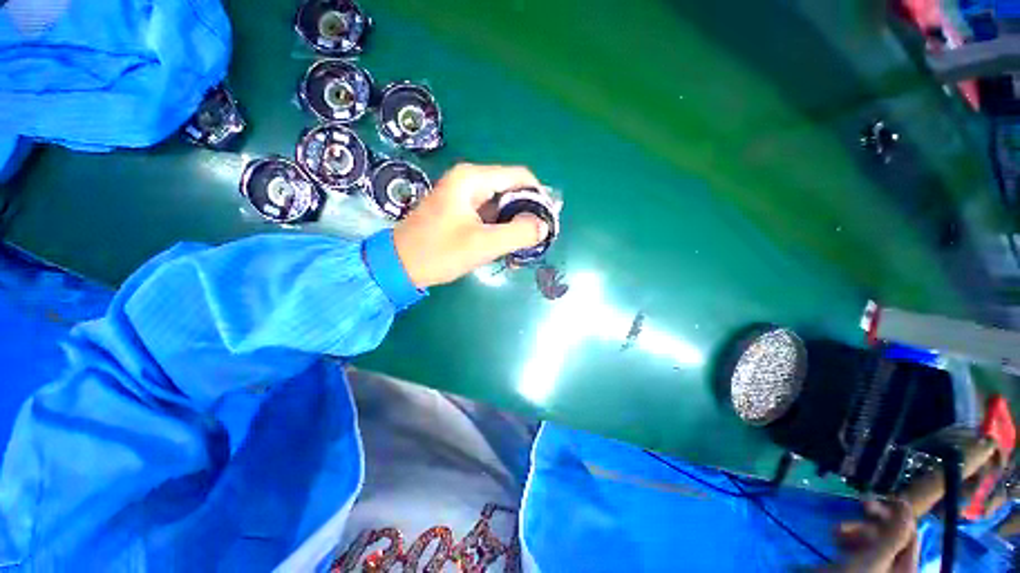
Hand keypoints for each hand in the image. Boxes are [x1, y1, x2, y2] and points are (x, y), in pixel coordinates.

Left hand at [393, 163, 550, 287]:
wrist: (399, 266)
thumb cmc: (439, 252)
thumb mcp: (483, 244)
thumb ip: (518, 233)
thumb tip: (543, 226)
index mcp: (473, 179)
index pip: (519, 176)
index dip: (538, 195)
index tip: (547, 221)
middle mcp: (469, 181)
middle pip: (510, 189)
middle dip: (526, 212)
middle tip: (535, 238)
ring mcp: (463, 196)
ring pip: (501, 203)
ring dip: (513, 223)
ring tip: (521, 246)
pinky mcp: (459, 211)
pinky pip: (488, 214)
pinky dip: (500, 228)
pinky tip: (504, 245)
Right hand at [827, 499, 917, 572]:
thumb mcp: (876, 557)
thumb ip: (895, 533)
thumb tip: (906, 504)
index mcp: (908, 568)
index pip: (911, 533)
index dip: (897, 514)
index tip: (879, 498)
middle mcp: (897, 568)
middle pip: (893, 536)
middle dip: (873, 521)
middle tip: (860, 504)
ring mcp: (878, 568)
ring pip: (874, 540)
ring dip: (857, 529)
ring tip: (838, 528)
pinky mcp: (861, 568)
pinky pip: (861, 548)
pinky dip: (849, 539)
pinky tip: (836, 537)